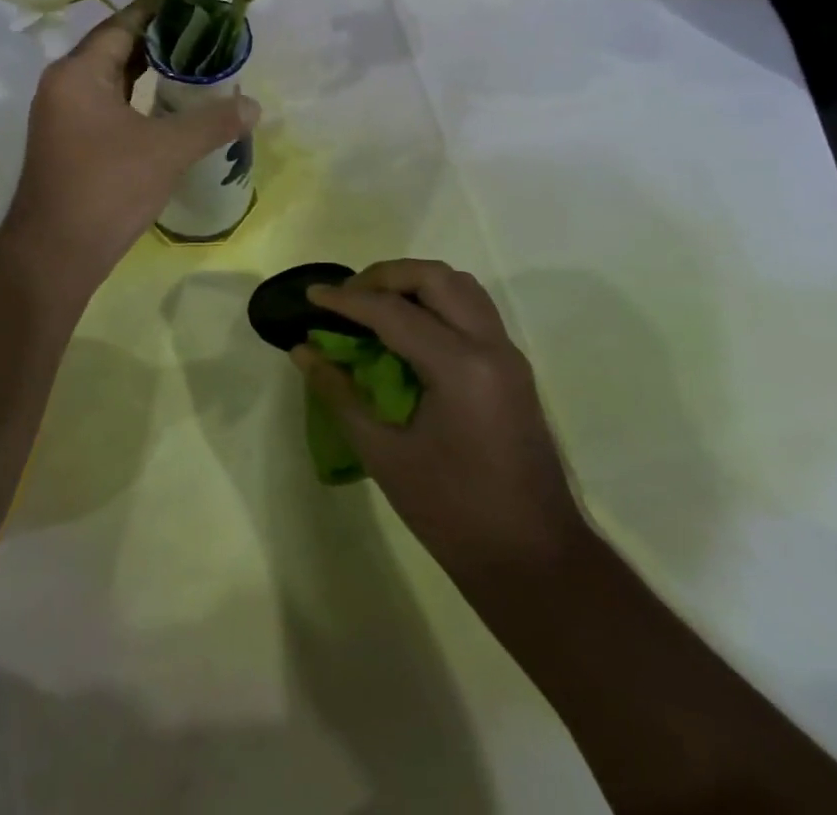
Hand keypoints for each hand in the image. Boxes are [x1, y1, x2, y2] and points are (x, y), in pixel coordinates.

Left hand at [2, 0, 259, 286]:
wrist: (54, 255)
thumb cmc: (106, 190)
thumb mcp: (166, 151)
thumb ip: (212, 123)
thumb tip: (255, 106)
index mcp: (78, 73)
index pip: (122, 24)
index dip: (158, 7)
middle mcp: (65, 85)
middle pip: (116, 47)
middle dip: (159, 38)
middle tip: (205, 27)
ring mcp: (64, 115)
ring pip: (112, 79)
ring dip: (149, 69)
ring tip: (194, 59)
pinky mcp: (70, 141)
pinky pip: (108, 104)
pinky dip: (137, 97)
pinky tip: (168, 102)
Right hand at [295, 260, 584, 579]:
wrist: (534, 561)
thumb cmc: (453, 514)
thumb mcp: (384, 455)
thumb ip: (340, 394)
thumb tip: (302, 351)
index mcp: (459, 367)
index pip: (392, 312)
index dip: (346, 300)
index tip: (311, 295)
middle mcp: (490, 346)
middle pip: (434, 277)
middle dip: (384, 276)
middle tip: (347, 296)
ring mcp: (508, 354)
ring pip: (460, 285)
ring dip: (414, 282)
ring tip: (376, 304)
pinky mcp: (513, 367)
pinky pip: (473, 308)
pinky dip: (438, 300)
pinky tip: (410, 328)